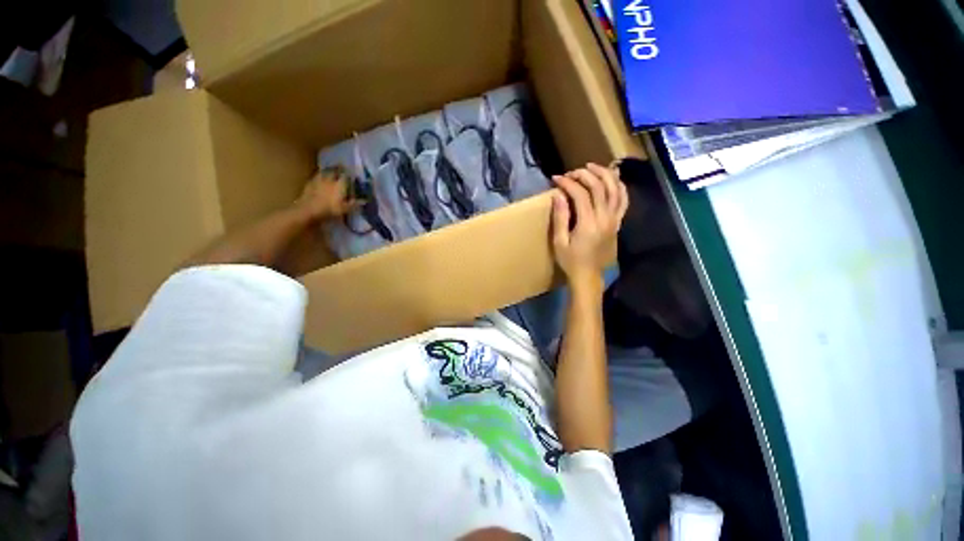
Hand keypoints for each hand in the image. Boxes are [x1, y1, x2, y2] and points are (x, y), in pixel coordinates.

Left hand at [295, 169, 358, 221]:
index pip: (346, 175)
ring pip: (324, 171)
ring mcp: (318, 180)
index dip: (349, 173)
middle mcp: (330, 179)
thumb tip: (364, 200)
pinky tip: (320, 178)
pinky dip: (319, 176)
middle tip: (341, 168)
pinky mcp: (309, 183)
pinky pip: (316, 177)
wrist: (309, 209)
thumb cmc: (330, 209)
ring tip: (331, 171)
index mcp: (340, 184)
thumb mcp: (345, 209)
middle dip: (338, 168)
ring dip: (328, 170)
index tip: (351, 173)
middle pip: (334, 170)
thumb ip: (354, 204)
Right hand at [551, 163, 628, 288]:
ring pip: (615, 189)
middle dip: (584, 175)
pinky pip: (624, 200)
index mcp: (588, 223)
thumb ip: (560, 218)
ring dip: (604, 174)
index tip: (556, 178)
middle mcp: (605, 218)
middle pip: (599, 187)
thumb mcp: (559, 242)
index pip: (581, 194)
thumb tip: (558, 195)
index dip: (568, 183)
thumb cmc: (571, 260)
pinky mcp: (618, 223)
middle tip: (571, 173)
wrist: (588, 275)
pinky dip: (619, 187)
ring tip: (591, 167)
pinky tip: (613, 179)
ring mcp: (614, 220)